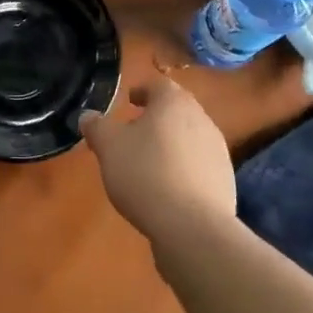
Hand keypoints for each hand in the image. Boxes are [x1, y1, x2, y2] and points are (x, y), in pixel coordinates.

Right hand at [80, 79, 235, 246]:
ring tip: (149, 164)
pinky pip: (199, 167)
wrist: (193, 227)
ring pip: (189, 138)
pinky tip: (167, 190)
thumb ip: (96, 127)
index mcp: (174, 102)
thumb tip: (87, 116)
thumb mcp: (109, 147)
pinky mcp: (225, 182)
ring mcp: (218, 152)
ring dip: (170, 145)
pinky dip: (183, 170)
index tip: (129, 102)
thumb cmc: (146, 173)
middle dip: (156, 118)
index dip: (142, 91)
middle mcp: (201, 120)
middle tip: (134, 133)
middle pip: (177, 110)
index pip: (158, 85)